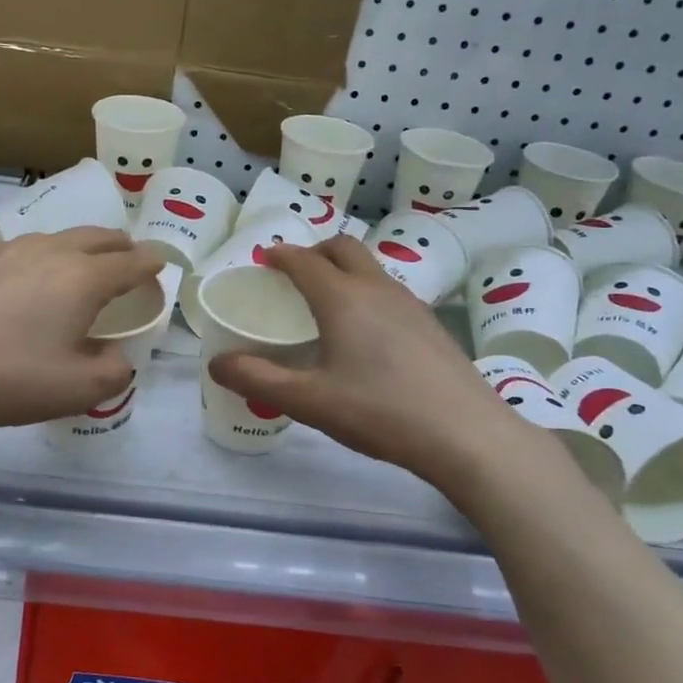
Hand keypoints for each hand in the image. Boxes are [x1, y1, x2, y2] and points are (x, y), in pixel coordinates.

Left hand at [0, 227, 161, 437]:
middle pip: (97, 237)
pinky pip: (22, 250)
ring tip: (80, 268)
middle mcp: (48, 251)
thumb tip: (117, 357)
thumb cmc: (3, 376)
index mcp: (82, 277)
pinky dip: (42, 259)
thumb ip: (113, 372)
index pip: (131, 263)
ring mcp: (5, 251)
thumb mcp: (75, 390)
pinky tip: (26, 282)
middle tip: (130, 260)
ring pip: (58, 239)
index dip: (153, 266)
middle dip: (121, 247)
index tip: (162, 267)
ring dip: (80, 249)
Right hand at [207, 235, 522, 491]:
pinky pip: (389, 291)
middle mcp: (377, 289)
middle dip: (314, 252)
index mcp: (343, 299)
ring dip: (343, 270)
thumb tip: (216, 363)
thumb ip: (258, 379)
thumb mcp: (309, 401)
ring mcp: (411, 304)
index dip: (281, 255)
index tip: (264, 259)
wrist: (466, 434)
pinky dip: (366, 292)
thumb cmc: (380, 412)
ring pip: (370, 268)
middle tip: (294, 274)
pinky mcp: (431, 325)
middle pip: (343, 248)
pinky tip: (365, 333)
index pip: (305, 261)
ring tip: (326, 302)